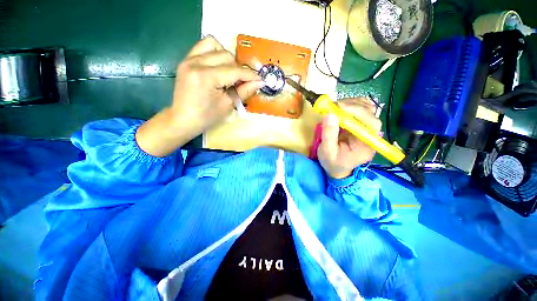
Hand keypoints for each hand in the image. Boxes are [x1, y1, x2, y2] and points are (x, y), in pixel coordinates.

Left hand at [136, 36, 263, 156]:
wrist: (182, 119)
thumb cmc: (206, 117)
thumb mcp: (227, 105)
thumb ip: (244, 91)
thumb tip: (258, 82)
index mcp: (206, 77)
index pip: (234, 71)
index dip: (249, 75)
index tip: (260, 79)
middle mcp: (196, 62)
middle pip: (226, 55)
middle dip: (238, 68)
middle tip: (243, 82)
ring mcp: (188, 59)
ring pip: (214, 45)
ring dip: (226, 57)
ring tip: (229, 72)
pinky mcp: (186, 60)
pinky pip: (202, 46)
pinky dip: (214, 52)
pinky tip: (218, 66)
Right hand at [317, 98, 381, 178]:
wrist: (336, 168)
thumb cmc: (332, 162)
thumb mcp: (327, 151)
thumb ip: (329, 134)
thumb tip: (330, 114)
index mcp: (366, 144)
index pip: (370, 123)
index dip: (358, 111)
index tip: (339, 107)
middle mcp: (371, 134)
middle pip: (370, 113)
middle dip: (352, 106)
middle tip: (333, 106)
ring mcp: (366, 128)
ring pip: (367, 108)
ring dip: (351, 103)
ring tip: (335, 107)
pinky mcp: (360, 125)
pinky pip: (360, 110)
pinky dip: (351, 105)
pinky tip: (340, 109)